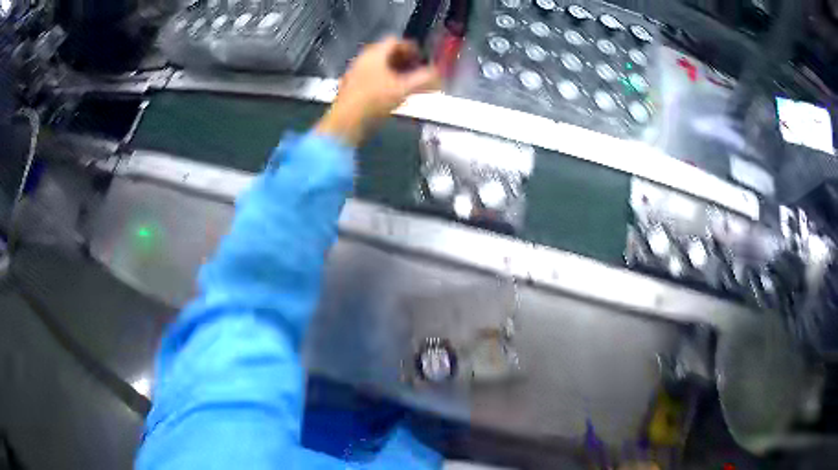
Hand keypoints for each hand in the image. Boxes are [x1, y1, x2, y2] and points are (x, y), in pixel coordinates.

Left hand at [315, 38, 441, 145]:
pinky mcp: (352, 87)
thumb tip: (440, 74)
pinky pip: (372, 77)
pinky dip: (384, 80)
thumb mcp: (404, 88)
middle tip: (417, 70)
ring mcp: (355, 73)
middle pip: (386, 53)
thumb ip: (424, 79)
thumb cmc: (374, 100)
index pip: (395, 41)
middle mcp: (363, 59)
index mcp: (374, 53)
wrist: (346, 122)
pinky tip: (391, 94)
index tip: (421, 58)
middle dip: (404, 60)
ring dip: (395, 71)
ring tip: (407, 83)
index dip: (411, 47)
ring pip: (379, 66)